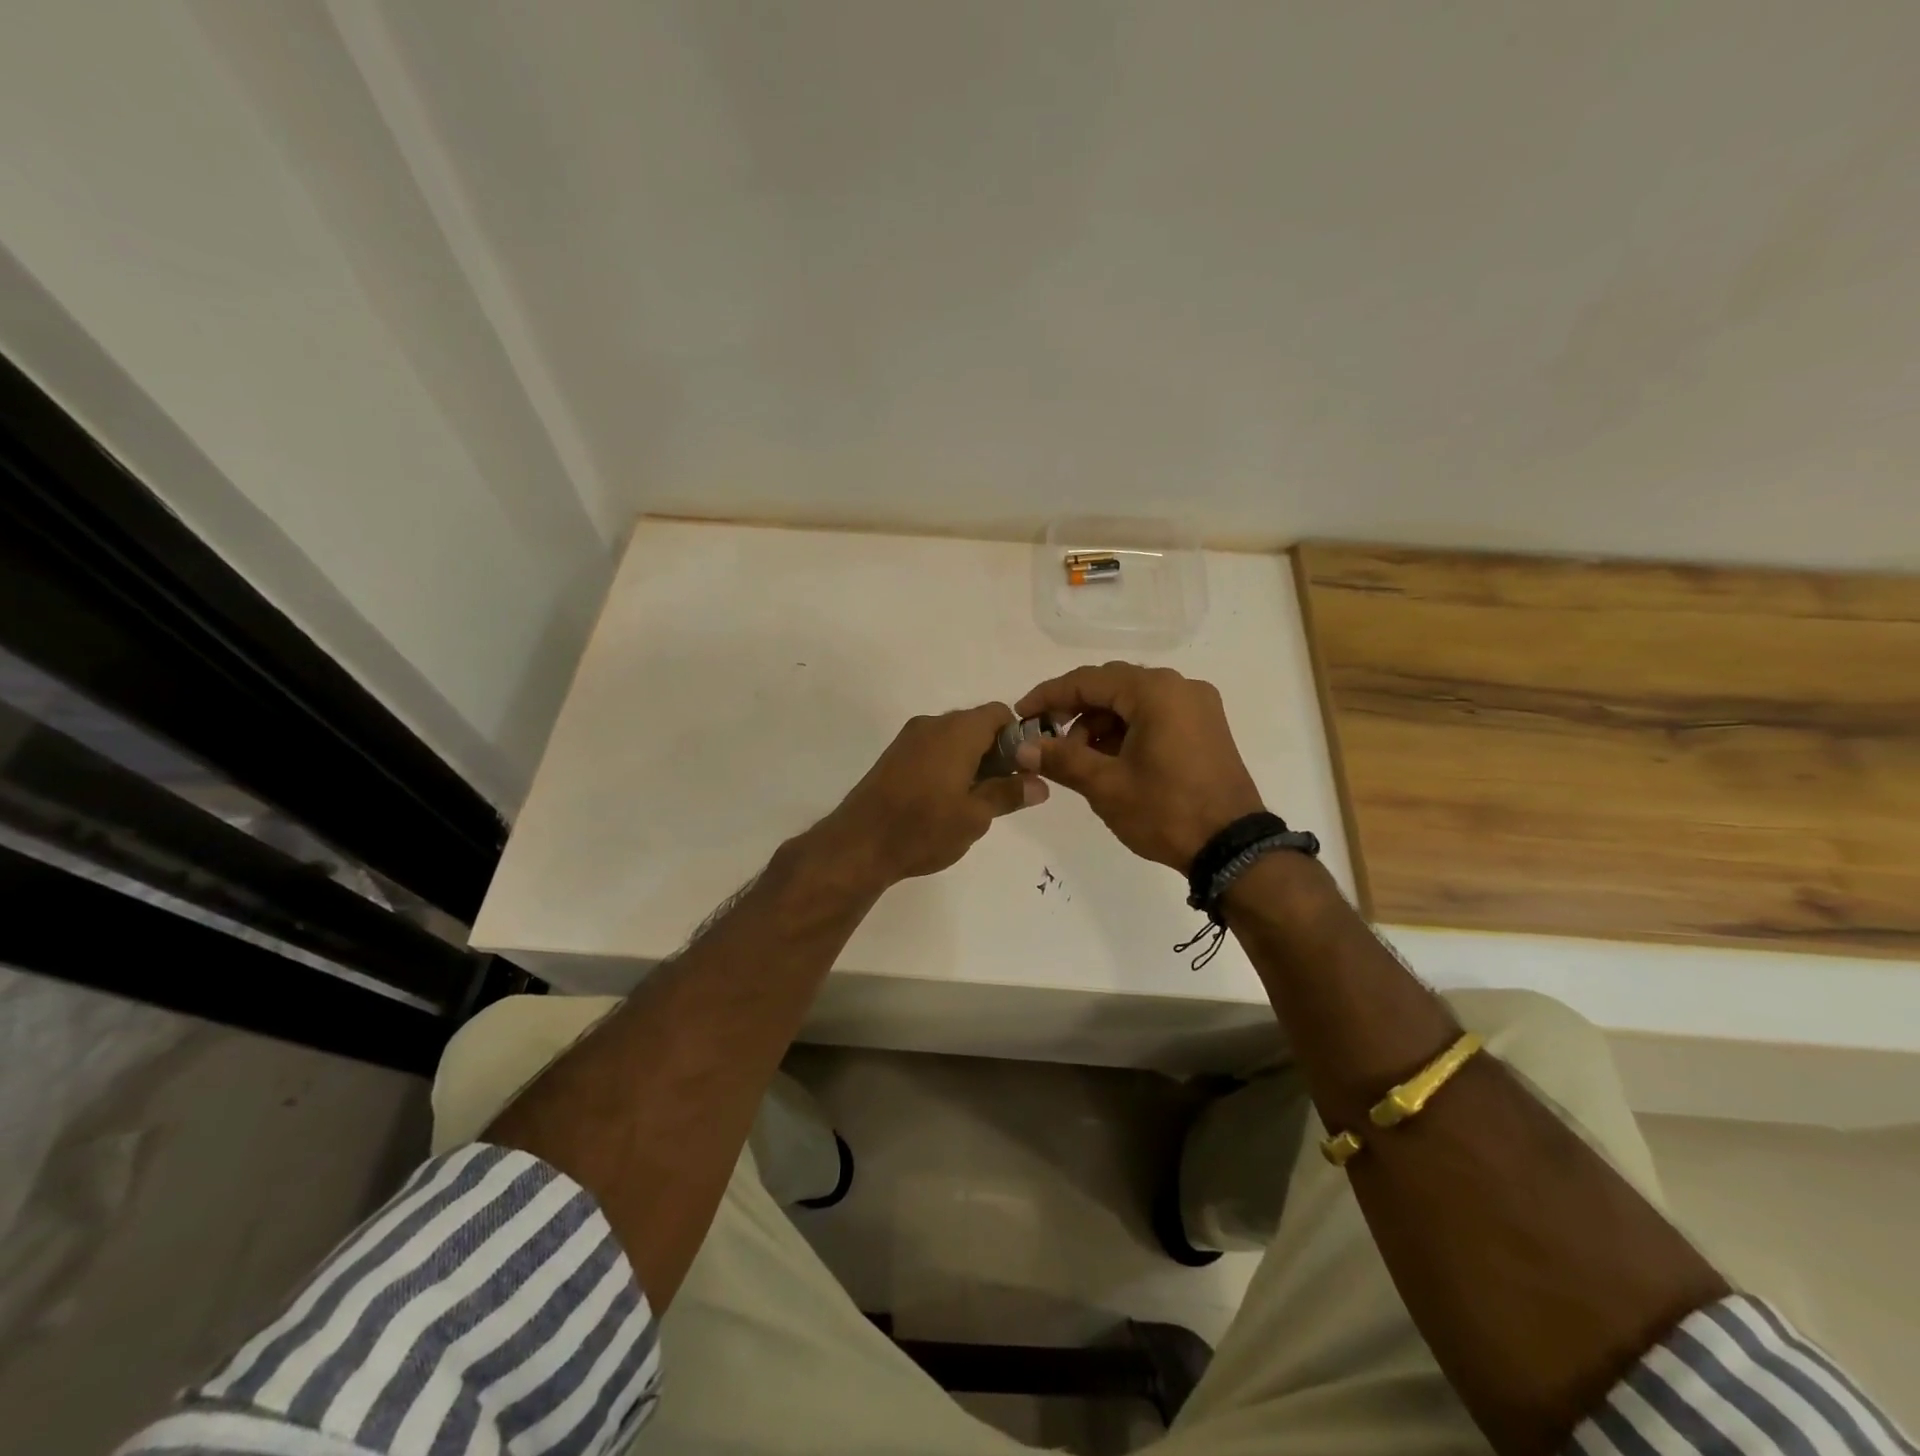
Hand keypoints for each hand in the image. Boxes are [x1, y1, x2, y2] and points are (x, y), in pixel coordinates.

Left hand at [816, 703, 1047, 887]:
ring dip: (971, 760)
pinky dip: (948, 765)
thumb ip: (1009, 794)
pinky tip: (946, 800)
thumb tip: (1040, 784)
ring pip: (953, 738)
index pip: (1000, 714)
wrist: (859, 843)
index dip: (1018, 738)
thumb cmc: (924, 827)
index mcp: (958, 731)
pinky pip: (932, 749)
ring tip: (975, 801)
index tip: (1023, 770)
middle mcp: (933, 725)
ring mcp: (909, 739)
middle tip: (1003, 791)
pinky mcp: (894, 756)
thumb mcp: (975, 816)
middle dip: (996, 752)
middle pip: (976, 724)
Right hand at [1014, 663, 1262, 870]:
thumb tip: (1021, 747)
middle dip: (1074, 709)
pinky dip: (1126, 730)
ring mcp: (1198, 706)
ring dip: (1100, 722)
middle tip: (1045, 737)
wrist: (1232, 848)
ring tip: (1078, 758)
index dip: (1049, 696)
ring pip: (1133, 701)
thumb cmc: (1165, 811)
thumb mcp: (1105, 786)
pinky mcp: (1206, 727)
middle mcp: (1179, 687)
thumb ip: (1061, 758)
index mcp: (1155, 692)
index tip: (1020, 715)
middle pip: (1112, 686)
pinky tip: (1109, 759)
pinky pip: (1155, 715)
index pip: (1088, 680)